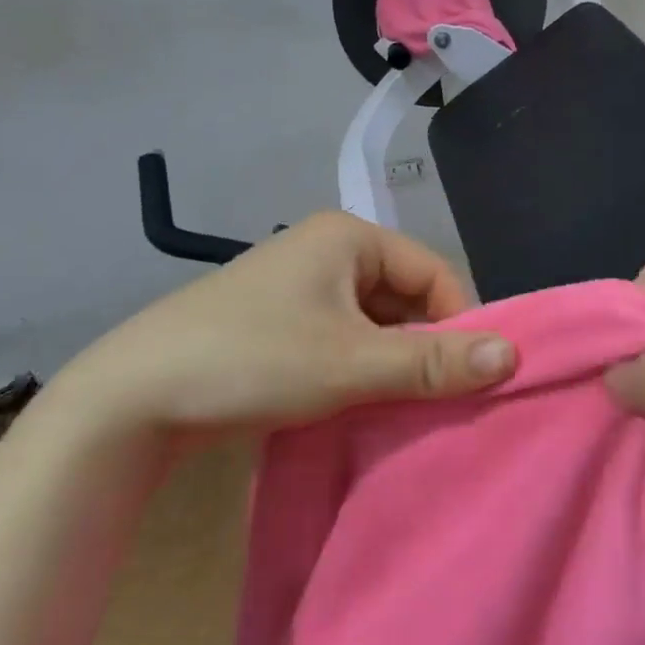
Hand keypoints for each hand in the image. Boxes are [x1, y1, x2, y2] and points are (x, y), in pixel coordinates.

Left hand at [55, 213, 515, 447]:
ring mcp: (299, 285)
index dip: (459, 324)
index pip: (434, 274)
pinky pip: (343, 337)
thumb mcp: (351, 363)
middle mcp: (327, 249)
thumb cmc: (252, 360)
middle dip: (424, 348)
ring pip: (375, 322)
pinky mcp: (279, 320)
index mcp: (349, 236)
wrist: (130, 399)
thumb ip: (433, 362)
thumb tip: (514, 356)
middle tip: (436, 401)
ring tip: (400, 408)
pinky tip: (360, 403)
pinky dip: (360, 368)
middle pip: (405, 297)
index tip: (469, 379)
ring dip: (391, 362)